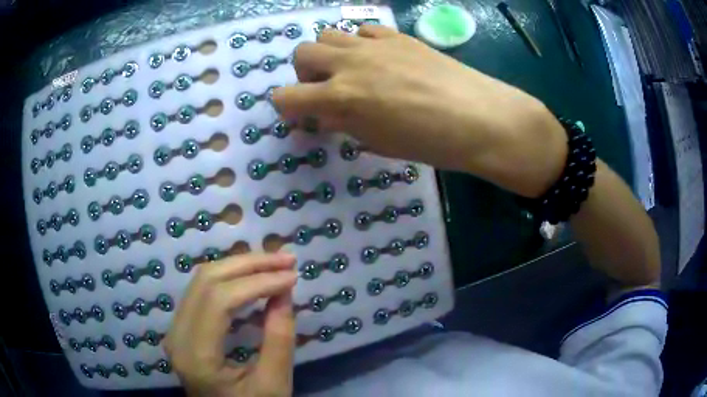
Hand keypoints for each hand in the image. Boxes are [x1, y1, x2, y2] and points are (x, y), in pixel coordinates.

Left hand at [165, 253, 297, 396]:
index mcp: (196, 356)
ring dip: (239, 266)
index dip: (257, 282)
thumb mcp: (274, 384)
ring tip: (274, 263)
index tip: (292, 276)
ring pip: (202, 279)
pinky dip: (229, 278)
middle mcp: (177, 336)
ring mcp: (175, 329)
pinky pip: (202, 290)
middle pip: (206, 281)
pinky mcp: (181, 327)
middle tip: (286, 260)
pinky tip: (252, 277)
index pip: (220, 301)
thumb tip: (285, 291)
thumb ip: (280, 339)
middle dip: (249, 265)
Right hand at [273, 25, 566, 197]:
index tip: (299, 115)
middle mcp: (350, 64)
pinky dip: (360, 44)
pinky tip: (378, 59)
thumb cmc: (430, 142)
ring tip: (351, 71)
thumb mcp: (378, 142)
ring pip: (329, 34)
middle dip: (305, 73)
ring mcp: (374, 45)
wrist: (479, 118)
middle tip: (324, 89)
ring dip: (330, 53)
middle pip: (302, 52)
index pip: (287, 96)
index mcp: (341, 97)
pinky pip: (363, 30)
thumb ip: (344, 123)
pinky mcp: (397, 36)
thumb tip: (324, 113)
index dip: (287, 107)